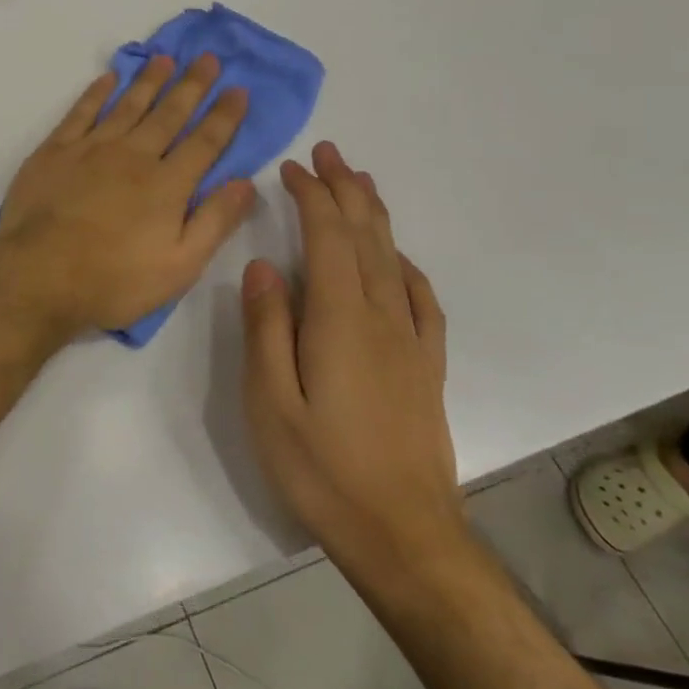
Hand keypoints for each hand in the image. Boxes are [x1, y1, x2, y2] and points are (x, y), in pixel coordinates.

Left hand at [0, 55, 254, 341]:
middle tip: (208, 58)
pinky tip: (108, 78)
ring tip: (165, 58)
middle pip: (169, 114)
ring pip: (128, 105)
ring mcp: (91, 149)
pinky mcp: (56, 150)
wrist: (38, 275)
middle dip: (192, 85)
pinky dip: (96, 92)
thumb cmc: (112, 280)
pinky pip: (81, 112)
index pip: (205, 142)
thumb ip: (214, 221)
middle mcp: (133, 156)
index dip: (224, 115)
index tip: (238, 88)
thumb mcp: (179, 266)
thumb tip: (245, 182)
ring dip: (149, 80)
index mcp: (167, 185)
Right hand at [241, 142, 464, 573]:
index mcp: (341, 320)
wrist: (405, 537)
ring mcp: (411, 342)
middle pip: (366, 237)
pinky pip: (422, 300)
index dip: (312, 196)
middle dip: (345, 189)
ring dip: (374, 216)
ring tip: (360, 182)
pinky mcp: (426, 367)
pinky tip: (399, 259)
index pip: (327, 238)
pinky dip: (407, 265)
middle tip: (329, 152)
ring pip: (394, 260)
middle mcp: (382, 318)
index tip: (292, 166)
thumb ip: (266, 328)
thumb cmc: (322, 470)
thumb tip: (262, 265)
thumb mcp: (271, 402)